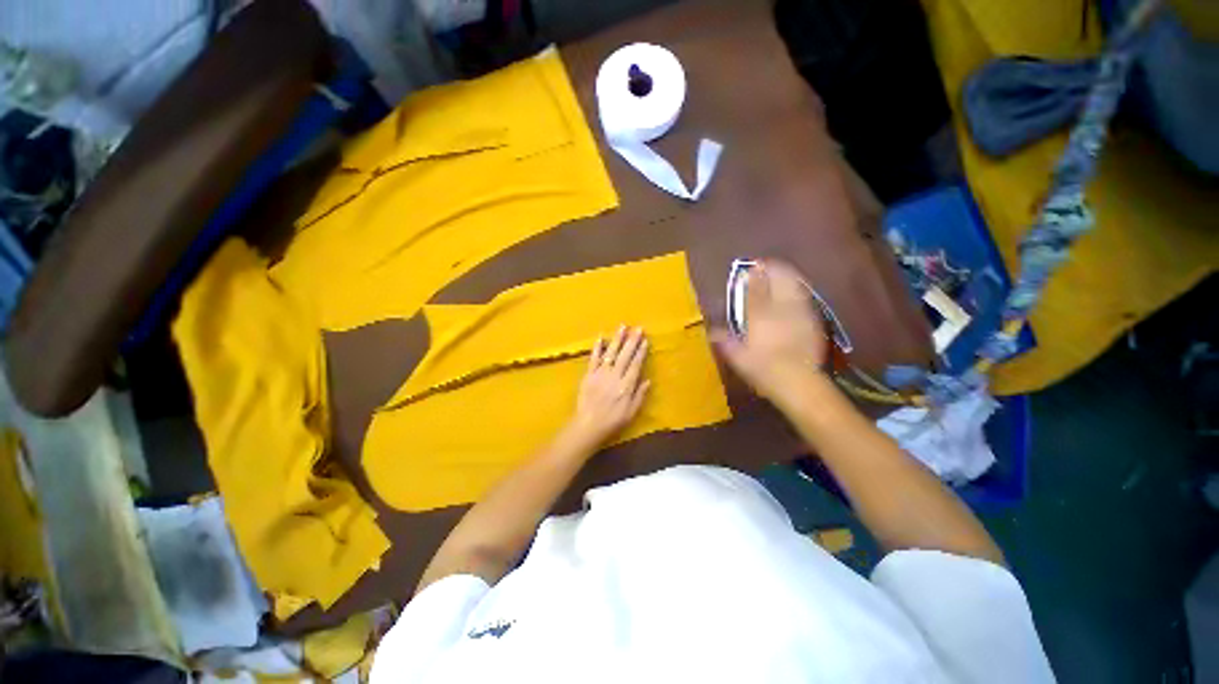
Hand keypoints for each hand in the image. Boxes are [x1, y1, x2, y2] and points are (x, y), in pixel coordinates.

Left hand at [566, 325, 650, 447]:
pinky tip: (600, 337)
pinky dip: (597, 348)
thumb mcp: (631, 412)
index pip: (635, 365)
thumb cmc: (612, 421)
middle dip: (632, 341)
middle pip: (625, 356)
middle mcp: (614, 377)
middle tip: (638, 328)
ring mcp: (600, 374)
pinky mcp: (588, 375)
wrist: (588, 425)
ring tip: (622, 326)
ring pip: (610, 353)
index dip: (641, 352)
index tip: (645, 340)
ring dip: (617, 339)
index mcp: (626, 386)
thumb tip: (648, 380)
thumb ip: (639, 395)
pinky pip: (593, 359)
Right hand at [712, 261, 828, 401]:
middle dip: (772, 269)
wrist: (798, 382)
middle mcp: (781, 309)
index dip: (751, 275)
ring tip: (779, 274)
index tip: (748, 268)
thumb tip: (712, 332)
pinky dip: (797, 290)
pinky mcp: (813, 321)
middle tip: (764, 266)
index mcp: (760, 316)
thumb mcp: (738, 357)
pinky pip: (804, 297)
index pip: (755, 288)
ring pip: (795, 285)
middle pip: (779, 279)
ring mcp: (800, 313)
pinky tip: (793, 294)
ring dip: (786, 276)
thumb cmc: (762, 368)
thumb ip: (725, 341)